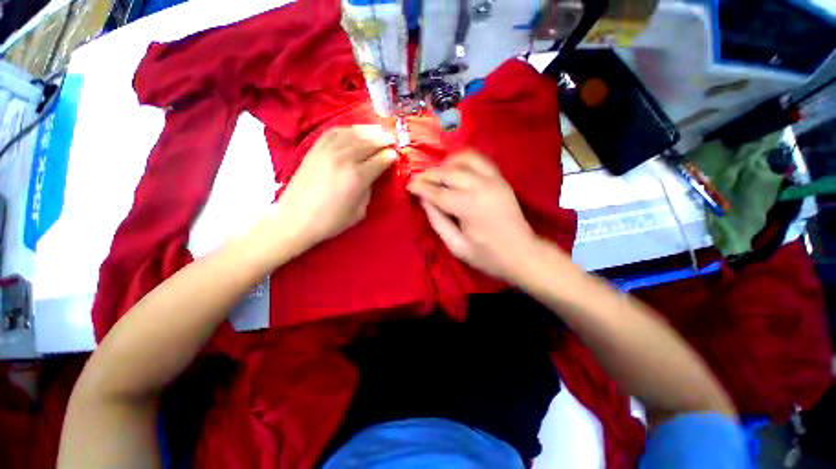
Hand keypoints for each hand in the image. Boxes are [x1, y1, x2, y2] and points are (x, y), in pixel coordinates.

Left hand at [274, 125, 396, 249]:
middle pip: (370, 142)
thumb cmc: (330, 221)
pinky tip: (355, 130)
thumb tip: (373, 176)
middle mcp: (344, 158)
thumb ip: (369, 191)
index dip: (391, 156)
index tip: (396, 155)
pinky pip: (335, 131)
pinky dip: (349, 128)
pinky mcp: (315, 148)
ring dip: (369, 130)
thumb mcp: (359, 212)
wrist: (295, 219)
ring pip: (354, 133)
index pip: (381, 159)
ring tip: (379, 131)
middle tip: (393, 139)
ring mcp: (328, 150)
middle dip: (384, 139)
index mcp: (357, 177)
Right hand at [407, 150, 541, 281]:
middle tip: (419, 181)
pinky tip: (456, 169)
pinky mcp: (500, 178)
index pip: (437, 191)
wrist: (523, 253)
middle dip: (429, 174)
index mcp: (468, 206)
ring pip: (464, 158)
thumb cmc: (487, 256)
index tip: (408, 186)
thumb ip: (438, 221)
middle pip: (448, 172)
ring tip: (437, 174)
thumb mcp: (456, 246)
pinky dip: (464, 160)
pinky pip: (480, 159)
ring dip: (447, 163)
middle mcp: (480, 186)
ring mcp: (493, 179)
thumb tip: (424, 200)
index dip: (420, 187)